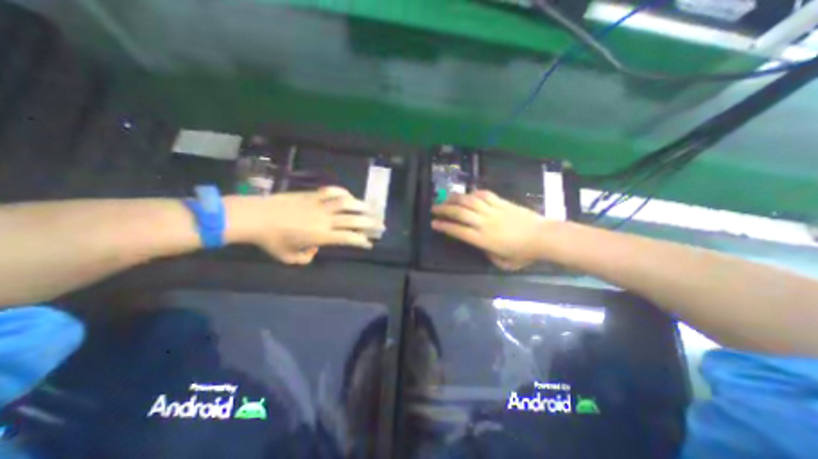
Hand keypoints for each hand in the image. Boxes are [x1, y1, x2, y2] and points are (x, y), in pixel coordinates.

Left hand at [227, 187, 384, 264]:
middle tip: (381, 225)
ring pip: (346, 202)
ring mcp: (319, 204)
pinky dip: (342, 192)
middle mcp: (325, 219)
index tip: (369, 243)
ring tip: (371, 208)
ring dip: (361, 205)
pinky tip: (348, 195)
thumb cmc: (271, 241)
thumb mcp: (289, 257)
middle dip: (370, 223)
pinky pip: (331, 191)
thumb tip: (315, 249)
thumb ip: (306, 257)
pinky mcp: (312, 195)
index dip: (362, 241)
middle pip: (354, 219)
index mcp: (321, 235)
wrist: (254, 217)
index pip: (349, 237)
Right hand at [429, 189, 548, 270]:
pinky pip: (484, 194)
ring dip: (455, 198)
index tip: (434, 223)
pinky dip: (474, 193)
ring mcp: (493, 210)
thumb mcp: (502, 263)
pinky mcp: (502, 202)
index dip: (444, 226)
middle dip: (444, 209)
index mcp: (483, 239)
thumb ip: (488, 254)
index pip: (458, 230)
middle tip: (434, 208)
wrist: (544, 237)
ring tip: (446, 198)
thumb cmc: (523, 253)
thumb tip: (481, 246)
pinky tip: (468, 194)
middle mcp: (484, 223)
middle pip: (460, 213)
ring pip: (469, 201)